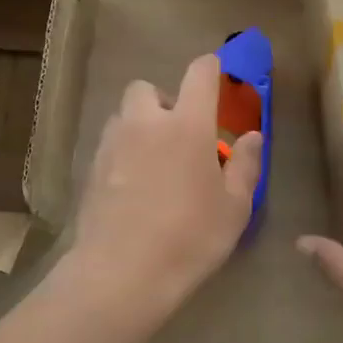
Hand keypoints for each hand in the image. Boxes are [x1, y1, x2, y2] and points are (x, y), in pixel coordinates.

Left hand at [68, 54, 262, 320]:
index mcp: (188, 125)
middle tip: (180, 133)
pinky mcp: (90, 169)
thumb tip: (251, 136)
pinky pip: (109, 144)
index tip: (218, 77)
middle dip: (164, 101)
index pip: (199, 73)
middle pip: (147, 88)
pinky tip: (134, 186)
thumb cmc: (191, 238)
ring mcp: (112, 144)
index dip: (211, 68)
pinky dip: (123, 152)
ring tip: (155, 161)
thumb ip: (246, 165)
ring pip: (124, 116)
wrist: (122, 274)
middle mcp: (146, 123)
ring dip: (140, 125)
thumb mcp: (235, 207)